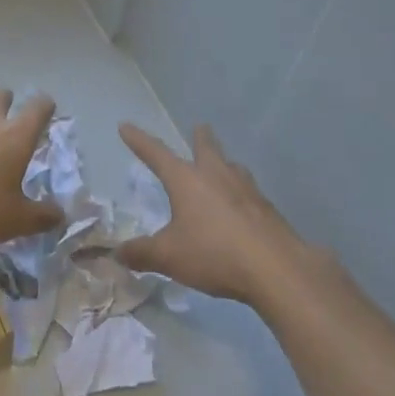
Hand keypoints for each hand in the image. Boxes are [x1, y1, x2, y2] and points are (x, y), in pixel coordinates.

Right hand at [117, 122, 315, 304]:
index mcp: (187, 180)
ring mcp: (247, 190)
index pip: (157, 154)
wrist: (276, 269)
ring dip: (224, 163)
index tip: (126, 126)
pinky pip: (249, 193)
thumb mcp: (168, 257)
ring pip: (232, 167)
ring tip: (222, 167)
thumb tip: (118, 252)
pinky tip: (241, 208)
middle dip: (200, 138)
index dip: (139, 141)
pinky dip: (240, 193)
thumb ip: (141, 253)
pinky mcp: (267, 209)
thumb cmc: (214, 254)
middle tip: (199, 128)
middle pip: (207, 148)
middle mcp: (217, 176)